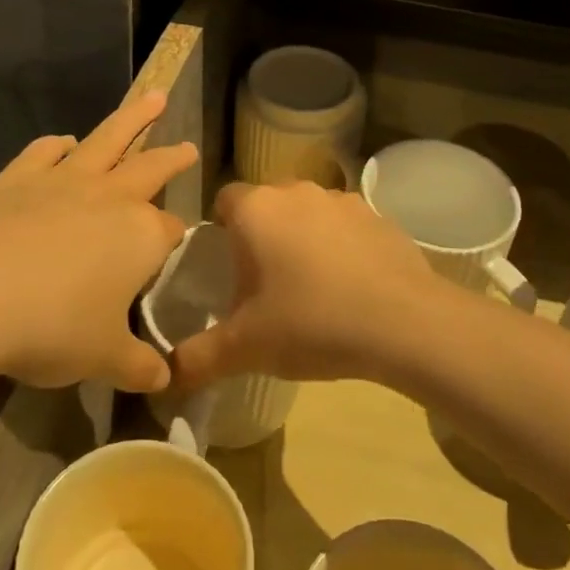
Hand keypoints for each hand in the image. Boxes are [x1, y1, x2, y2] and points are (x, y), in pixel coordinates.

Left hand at [0, 91, 196, 392]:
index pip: (171, 232)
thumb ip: (138, 366)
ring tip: (153, 99)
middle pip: (152, 167)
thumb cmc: (51, 328)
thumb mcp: (102, 358)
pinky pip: (45, 152)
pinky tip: (63, 143)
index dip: (175, 242)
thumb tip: (165, 382)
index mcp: (141, 235)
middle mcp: (110, 198)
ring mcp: (63, 181)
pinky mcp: (18, 178)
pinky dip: (59, 145)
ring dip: (133, 119)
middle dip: (173, 157)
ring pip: (107, 139)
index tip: (174, 251)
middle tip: (188, 145)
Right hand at [172, 180, 447, 389]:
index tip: (227, 268)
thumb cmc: (311, 322)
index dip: (220, 231)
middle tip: (264, 284)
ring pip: (307, 213)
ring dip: (302, 238)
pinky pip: (345, 225)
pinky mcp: (378, 214)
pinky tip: (351, 286)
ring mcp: (341, 199)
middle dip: (261, 236)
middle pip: (266, 205)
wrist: (404, 323)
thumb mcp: (246, 348)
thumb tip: (165, 378)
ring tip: (311, 288)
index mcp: (256, 209)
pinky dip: (340, 246)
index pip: (223, 201)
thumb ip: (198, 359)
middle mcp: (296, 191)